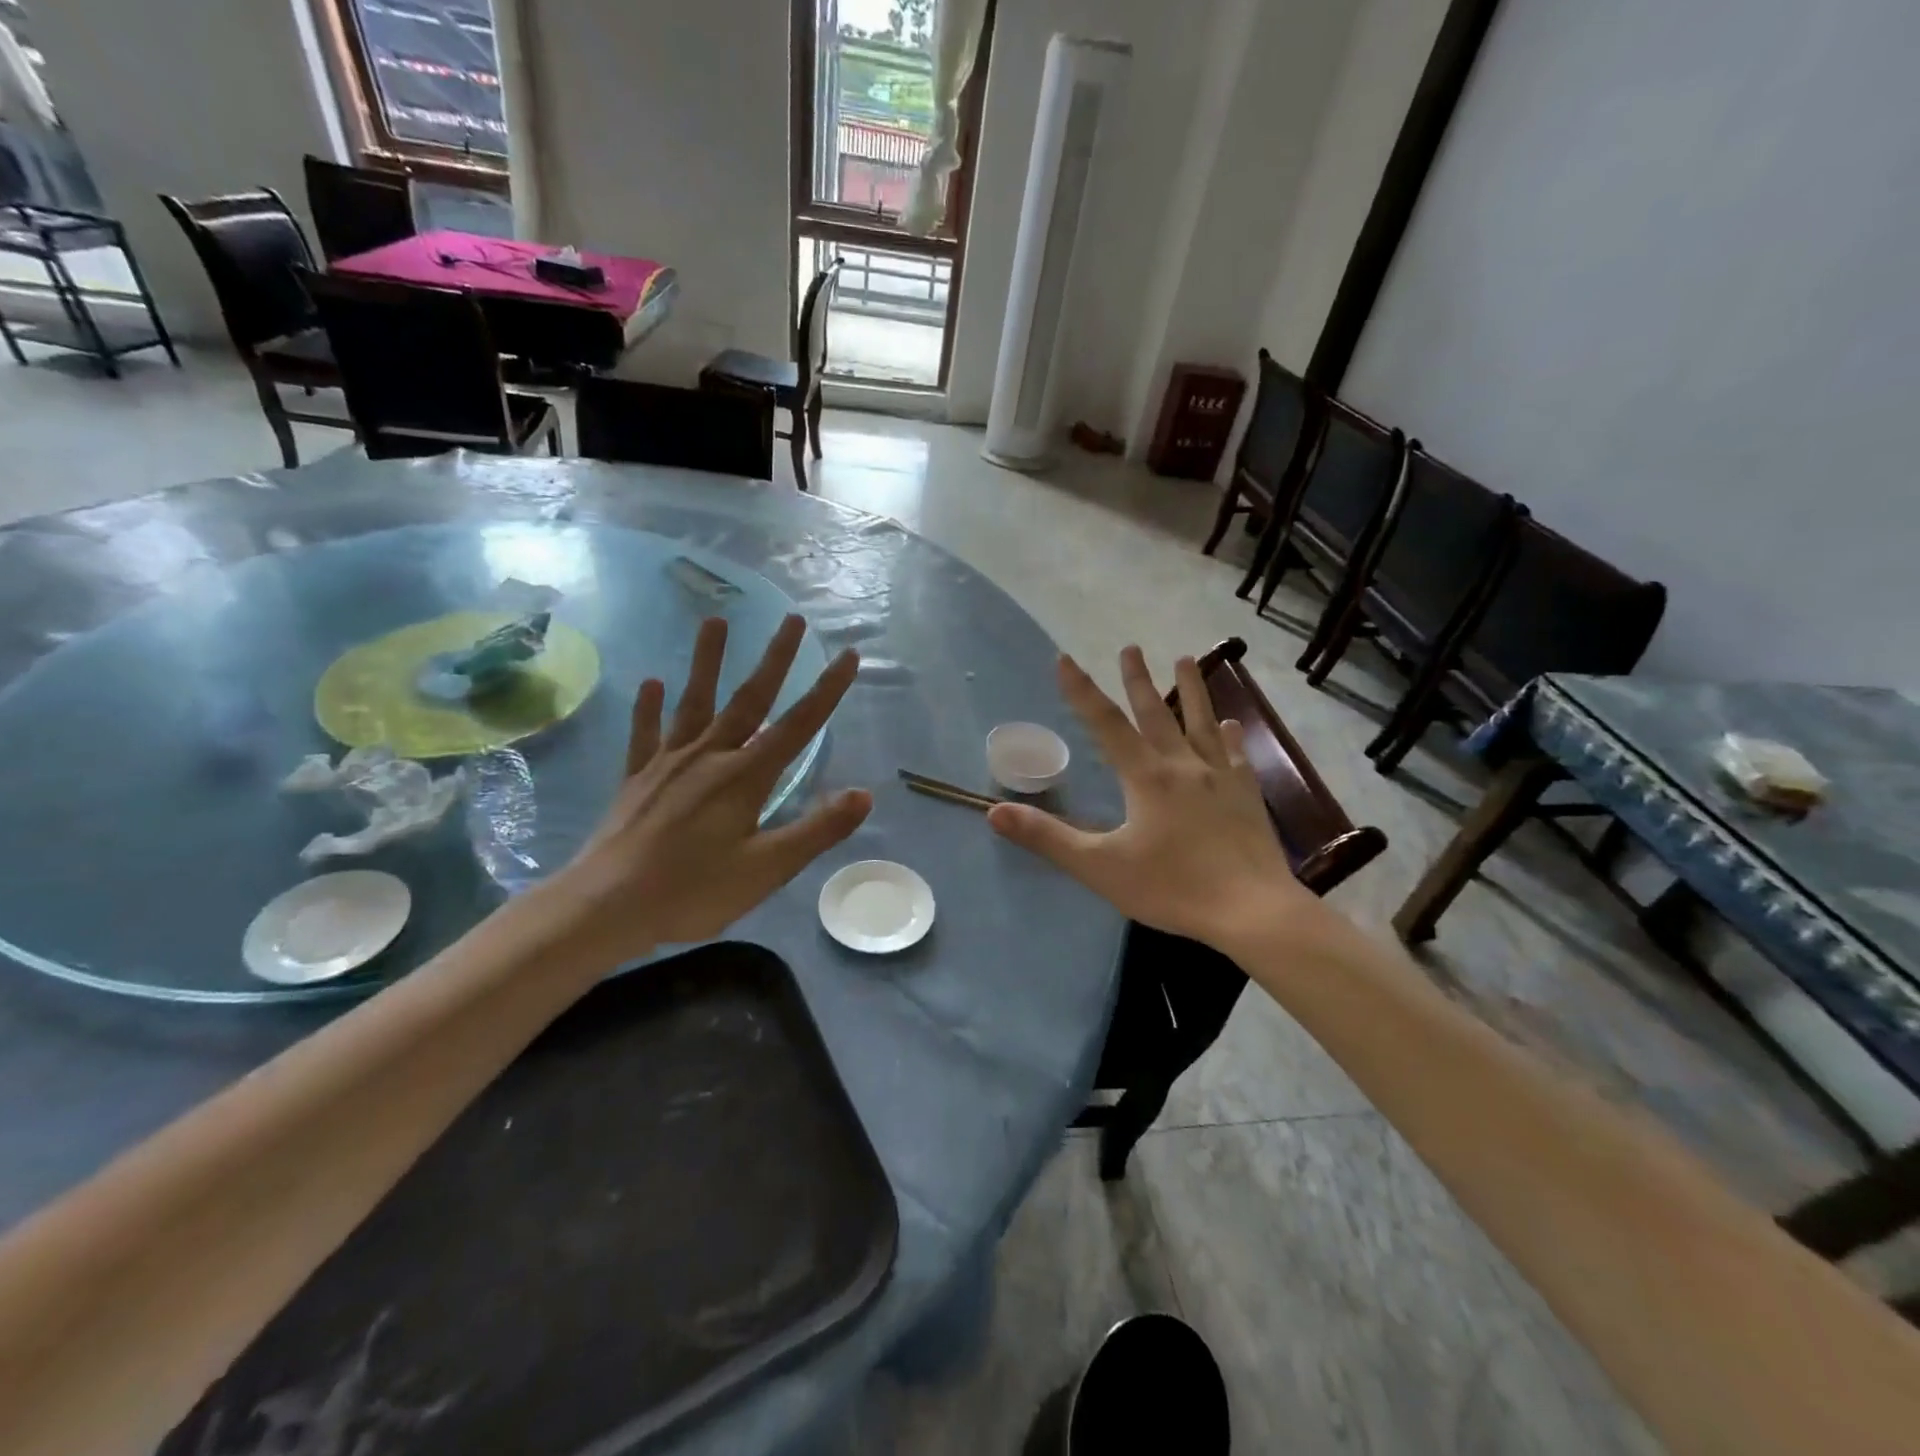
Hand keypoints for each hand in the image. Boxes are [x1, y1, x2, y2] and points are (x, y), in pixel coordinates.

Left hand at [553, 614, 870, 960]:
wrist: (606, 905)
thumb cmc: (694, 891)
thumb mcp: (768, 869)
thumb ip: (817, 830)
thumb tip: (864, 794)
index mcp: (746, 777)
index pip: (798, 725)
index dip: (827, 690)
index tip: (849, 655)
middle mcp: (710, 756)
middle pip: (750, 699)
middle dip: (775, 658)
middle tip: (792, 619)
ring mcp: (669, 763)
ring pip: (694, 702)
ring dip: (707, 661)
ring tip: (715, 620)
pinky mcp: (638, 778)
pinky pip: (645, 734)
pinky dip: (648, 708)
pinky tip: (650, 683)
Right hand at [987, 647, 1314, 953]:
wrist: (1252, 911)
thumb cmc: (1172, 888)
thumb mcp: (1099, 867)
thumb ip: (1048, 837)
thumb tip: (995, 811)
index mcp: (1146, 777)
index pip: (1106, 724)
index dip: (1082, 691)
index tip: (1065, 659)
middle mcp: (1183, 765)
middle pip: (1156, 713)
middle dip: (1138, 680)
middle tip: (1131, 647)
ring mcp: (1220, 777)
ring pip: (1201, 722)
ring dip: (1190, 689)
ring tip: (1185, 659)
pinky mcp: (1247, 795)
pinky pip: (1236, 754)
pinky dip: (1231, 734)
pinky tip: (1232, 723)